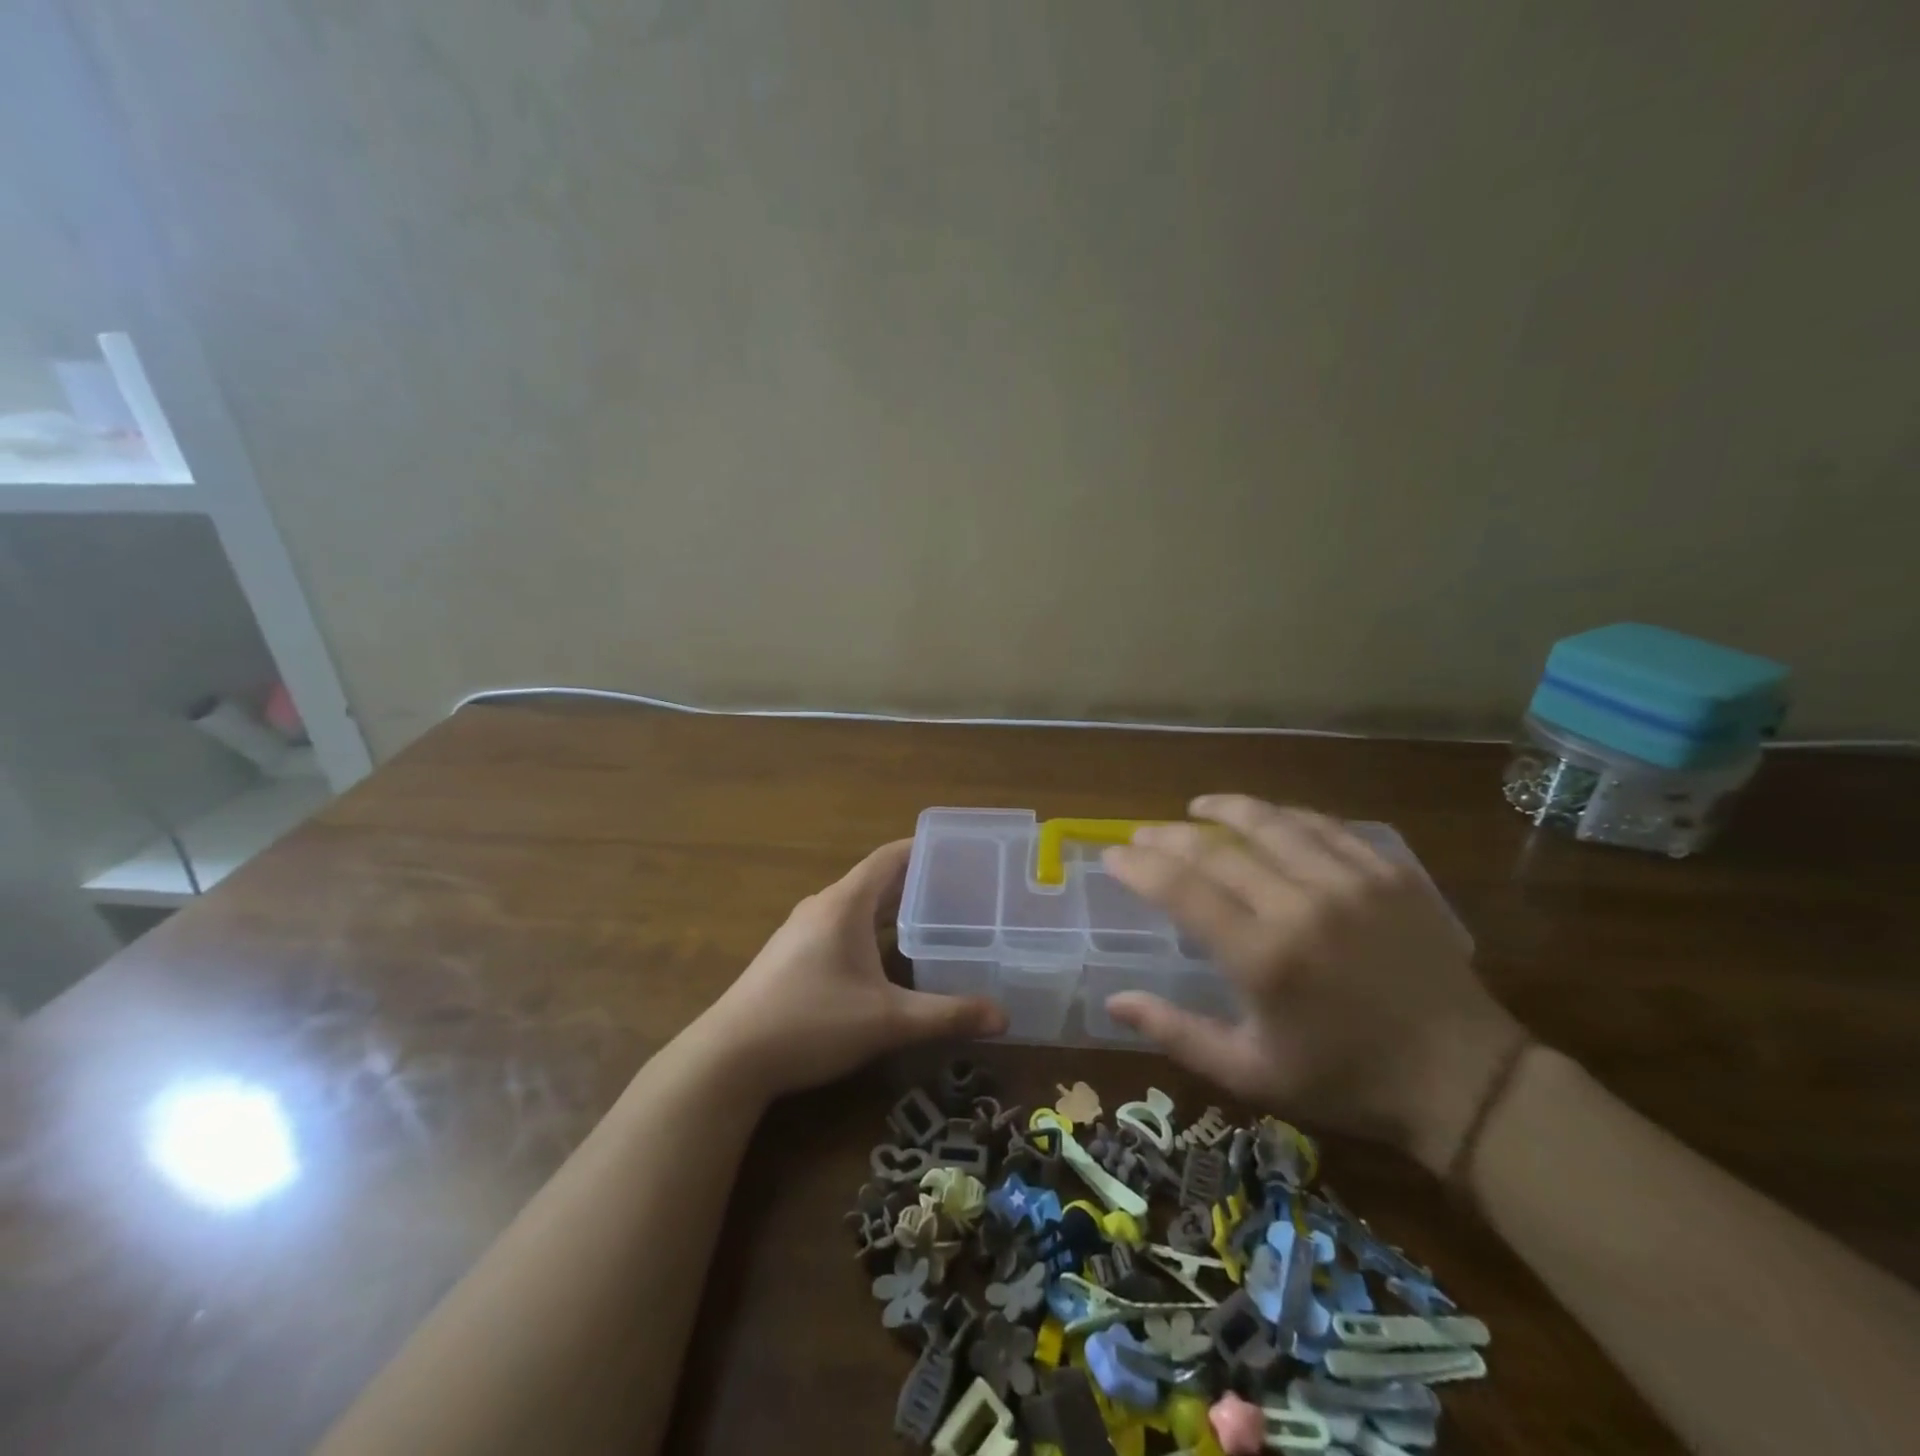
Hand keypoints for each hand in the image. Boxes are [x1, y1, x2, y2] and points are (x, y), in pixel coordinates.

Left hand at [696, 840, 1007, 1101]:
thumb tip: (1004, 1015)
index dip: (925, 849)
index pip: (890, 857)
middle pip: (876, 880)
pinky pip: (842, 926)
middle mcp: (823, 907)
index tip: (961, 852)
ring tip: (934, 919)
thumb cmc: (811, 1023)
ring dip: (893, 907)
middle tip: (962, 890)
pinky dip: (872, 929)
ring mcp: (803, 931)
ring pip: (858, 906)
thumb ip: (947, 1015)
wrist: (728, 1059)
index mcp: (845, 903)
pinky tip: (889, 956)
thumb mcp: (886, 1020)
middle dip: (917, 881)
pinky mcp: (792, 956)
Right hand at [1101, 795, 1525, 1174]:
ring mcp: (1350, 883)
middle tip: (1143, 833)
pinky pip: (1326, 826)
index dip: (1139, 866)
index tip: (1113, 854)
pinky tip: (1269, 817)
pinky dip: (1287, 816)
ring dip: (1225, 809)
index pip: (1182, 890)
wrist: (1465, 1080)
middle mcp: (1301, 906)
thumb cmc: (1347, 1081)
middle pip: (1218, 849)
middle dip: (1169, 836)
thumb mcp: (1252, 1074)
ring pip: (1272, 823)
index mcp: (1264, 958)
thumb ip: (1177, 1033)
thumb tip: (1114, 1001)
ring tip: (1197, 806)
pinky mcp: (1388, 874)